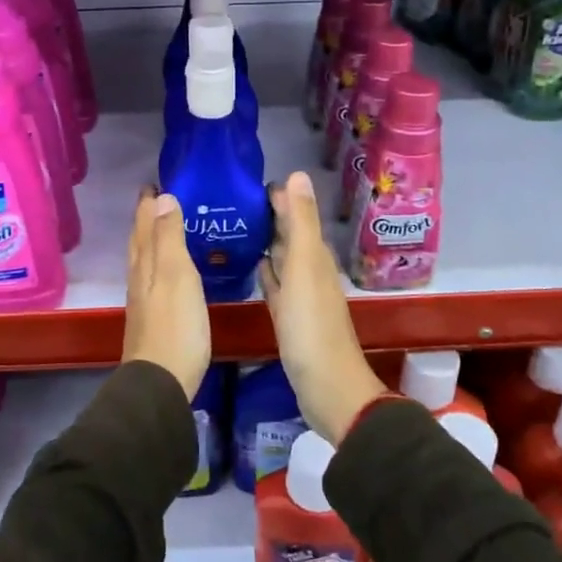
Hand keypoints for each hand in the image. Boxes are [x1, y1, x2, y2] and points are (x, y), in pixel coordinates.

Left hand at [122, 187, 211, 400]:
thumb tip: (162, 198)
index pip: (144, 225)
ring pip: (144, 260)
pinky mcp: (153, 319)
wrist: (161, 382)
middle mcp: (139, 278)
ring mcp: (144, 300)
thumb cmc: (175, 325)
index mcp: (145, 264)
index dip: (148, 204)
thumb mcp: (176, 275)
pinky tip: (169, 271)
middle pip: (140, 241)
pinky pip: (153, 278)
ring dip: (151, 239)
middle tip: (156, 199)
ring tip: (164, 226)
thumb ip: (169, 238)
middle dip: (146, 218)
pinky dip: (158, 263)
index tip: (153, 183)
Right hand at [260, 172, 385, 443]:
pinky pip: (276, 285)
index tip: (248, 182)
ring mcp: (300, 296)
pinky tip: (252, 267)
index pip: (295, 215)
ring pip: (282, 259)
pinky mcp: (289, 318)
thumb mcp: (305, 267)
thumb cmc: (312, 326)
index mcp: (315, 256)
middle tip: (235, 200)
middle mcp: (310, 270)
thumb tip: (298, 174)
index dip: (278, 197)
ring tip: (237, 226)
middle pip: (289, 235)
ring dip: (266, 243)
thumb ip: (301, 222)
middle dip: (269, 216)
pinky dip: (265, 272)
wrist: (326, 387)